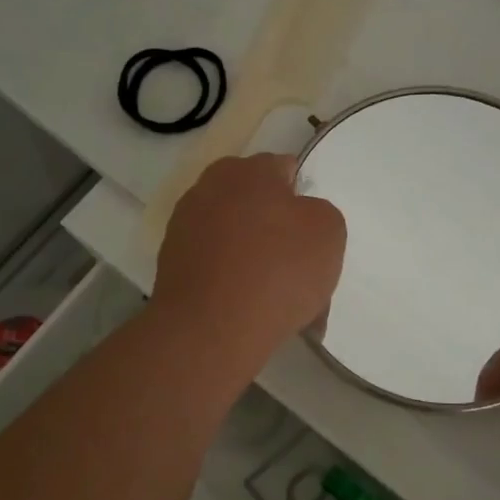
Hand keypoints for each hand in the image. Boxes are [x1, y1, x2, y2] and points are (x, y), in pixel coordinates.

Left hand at [154, 154, 346, 364]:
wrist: (211, 330)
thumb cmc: (278, 270)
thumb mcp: (328, 231)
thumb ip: (318, 212)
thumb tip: (297, 216)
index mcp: (247, 169)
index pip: (284, 169)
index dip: (304, 199)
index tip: (314, 232)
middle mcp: (209, 187)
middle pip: (256, 203)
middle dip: (277, 229)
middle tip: (300, 267)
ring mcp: (184, 226)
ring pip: (236, 238)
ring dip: (256, 258)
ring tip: (278, 299)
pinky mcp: (170, 264)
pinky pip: (216, 266)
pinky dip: (233, 282)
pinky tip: (251, 311)